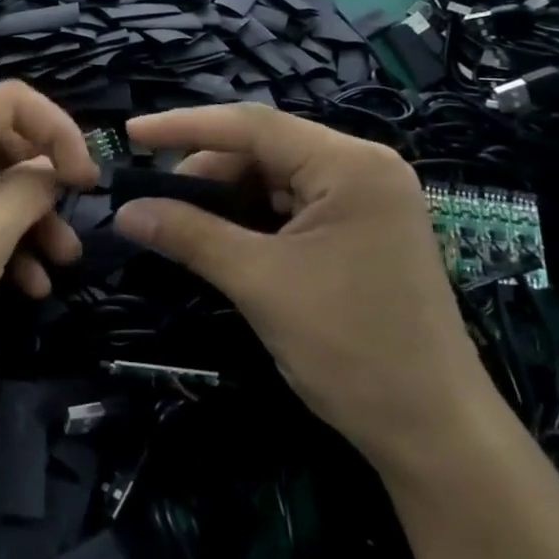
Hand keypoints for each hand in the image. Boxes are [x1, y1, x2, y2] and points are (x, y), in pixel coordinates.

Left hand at [0, 81, 97, 398]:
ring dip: (25, 221)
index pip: (14, 100)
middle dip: (43, 187)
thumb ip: (30, 191)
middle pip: (1, 142)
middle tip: (74, 228)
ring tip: (58, 266)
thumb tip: (53, 171)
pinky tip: (24, 284)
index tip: (88, 182)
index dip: (61, 132)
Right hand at [112, 104, 494, 469]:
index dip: (184, 126)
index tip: (131, 134)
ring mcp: (367, 201)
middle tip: (156, 201)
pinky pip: (294, 207)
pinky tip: (223, 240)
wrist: (434, 433)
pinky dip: (253, 219)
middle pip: (264, 149)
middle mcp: (363, 168)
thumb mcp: (258, 283)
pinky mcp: (363, 232)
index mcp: (350, 165)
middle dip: (206, 172)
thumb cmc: (350, 348)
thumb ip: (188, 235)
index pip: (252, 125)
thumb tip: (124, 212)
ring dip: (227, 198)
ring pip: (276, 179)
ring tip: (183, 224)